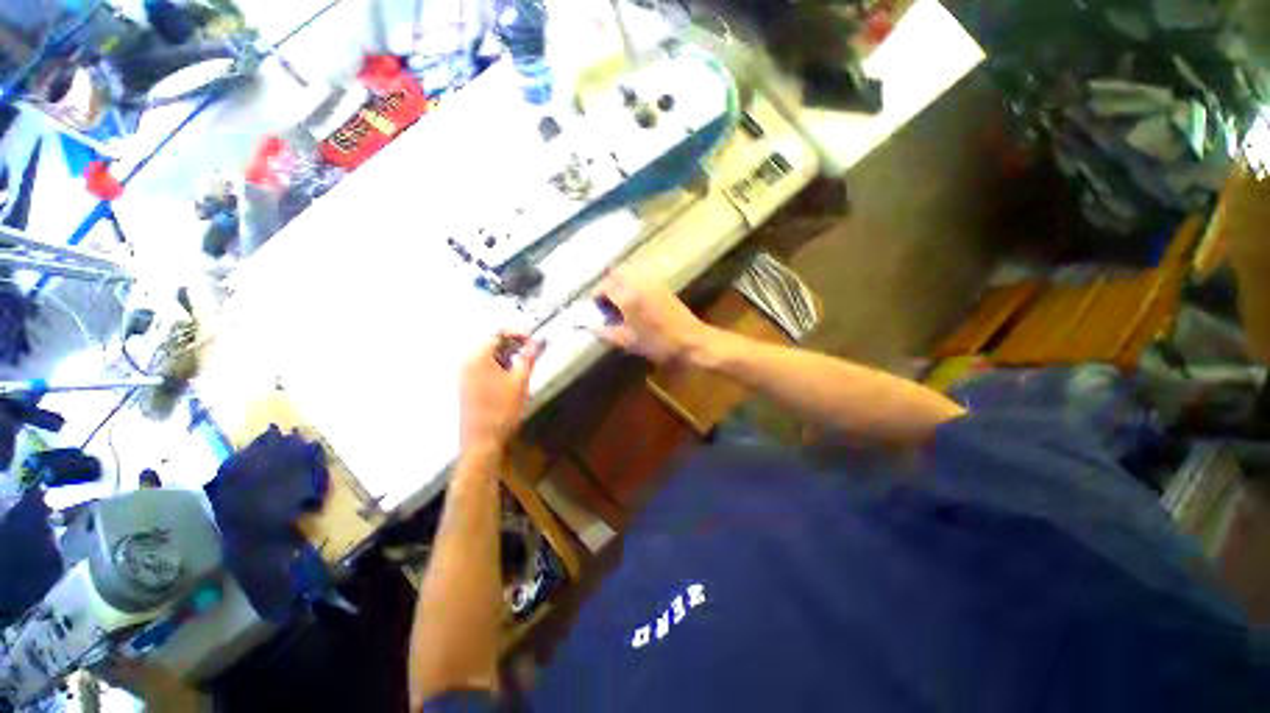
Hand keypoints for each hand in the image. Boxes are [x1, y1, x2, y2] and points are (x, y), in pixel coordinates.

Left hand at [460, 333, 542, 458]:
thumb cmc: (502, 410)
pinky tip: (511, 380)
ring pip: (489, 358)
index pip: (498, 334)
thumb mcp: (521, 381)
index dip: (518, 334)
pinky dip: (499, 368)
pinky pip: (484, 369)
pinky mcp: (467, 387)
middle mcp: (467, 363)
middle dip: (514, 347)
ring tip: (524, 369)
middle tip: (532, 355)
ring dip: (508, 358)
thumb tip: (538, 341)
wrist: (483, 441)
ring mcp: (465, 376)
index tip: (533, 341)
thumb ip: (529, 357)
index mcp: (477, 358)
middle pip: (492, 344)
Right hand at [591, 268, 710, 363]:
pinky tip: (633, 304)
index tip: (592, 309)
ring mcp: (653, 282)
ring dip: (619, 284)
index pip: (603, 286)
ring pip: (629, 274)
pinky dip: (631, 285)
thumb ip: (605, 332)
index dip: (594, 297)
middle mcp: (639, 283)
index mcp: (628, 295)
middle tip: (604, 304)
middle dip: (606, 286)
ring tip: (618, 305)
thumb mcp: (628, 341)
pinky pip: (640, 278)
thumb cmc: (659, 344)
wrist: (691, 341)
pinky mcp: (662, 286)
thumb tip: (589, 326)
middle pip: (615, 274)